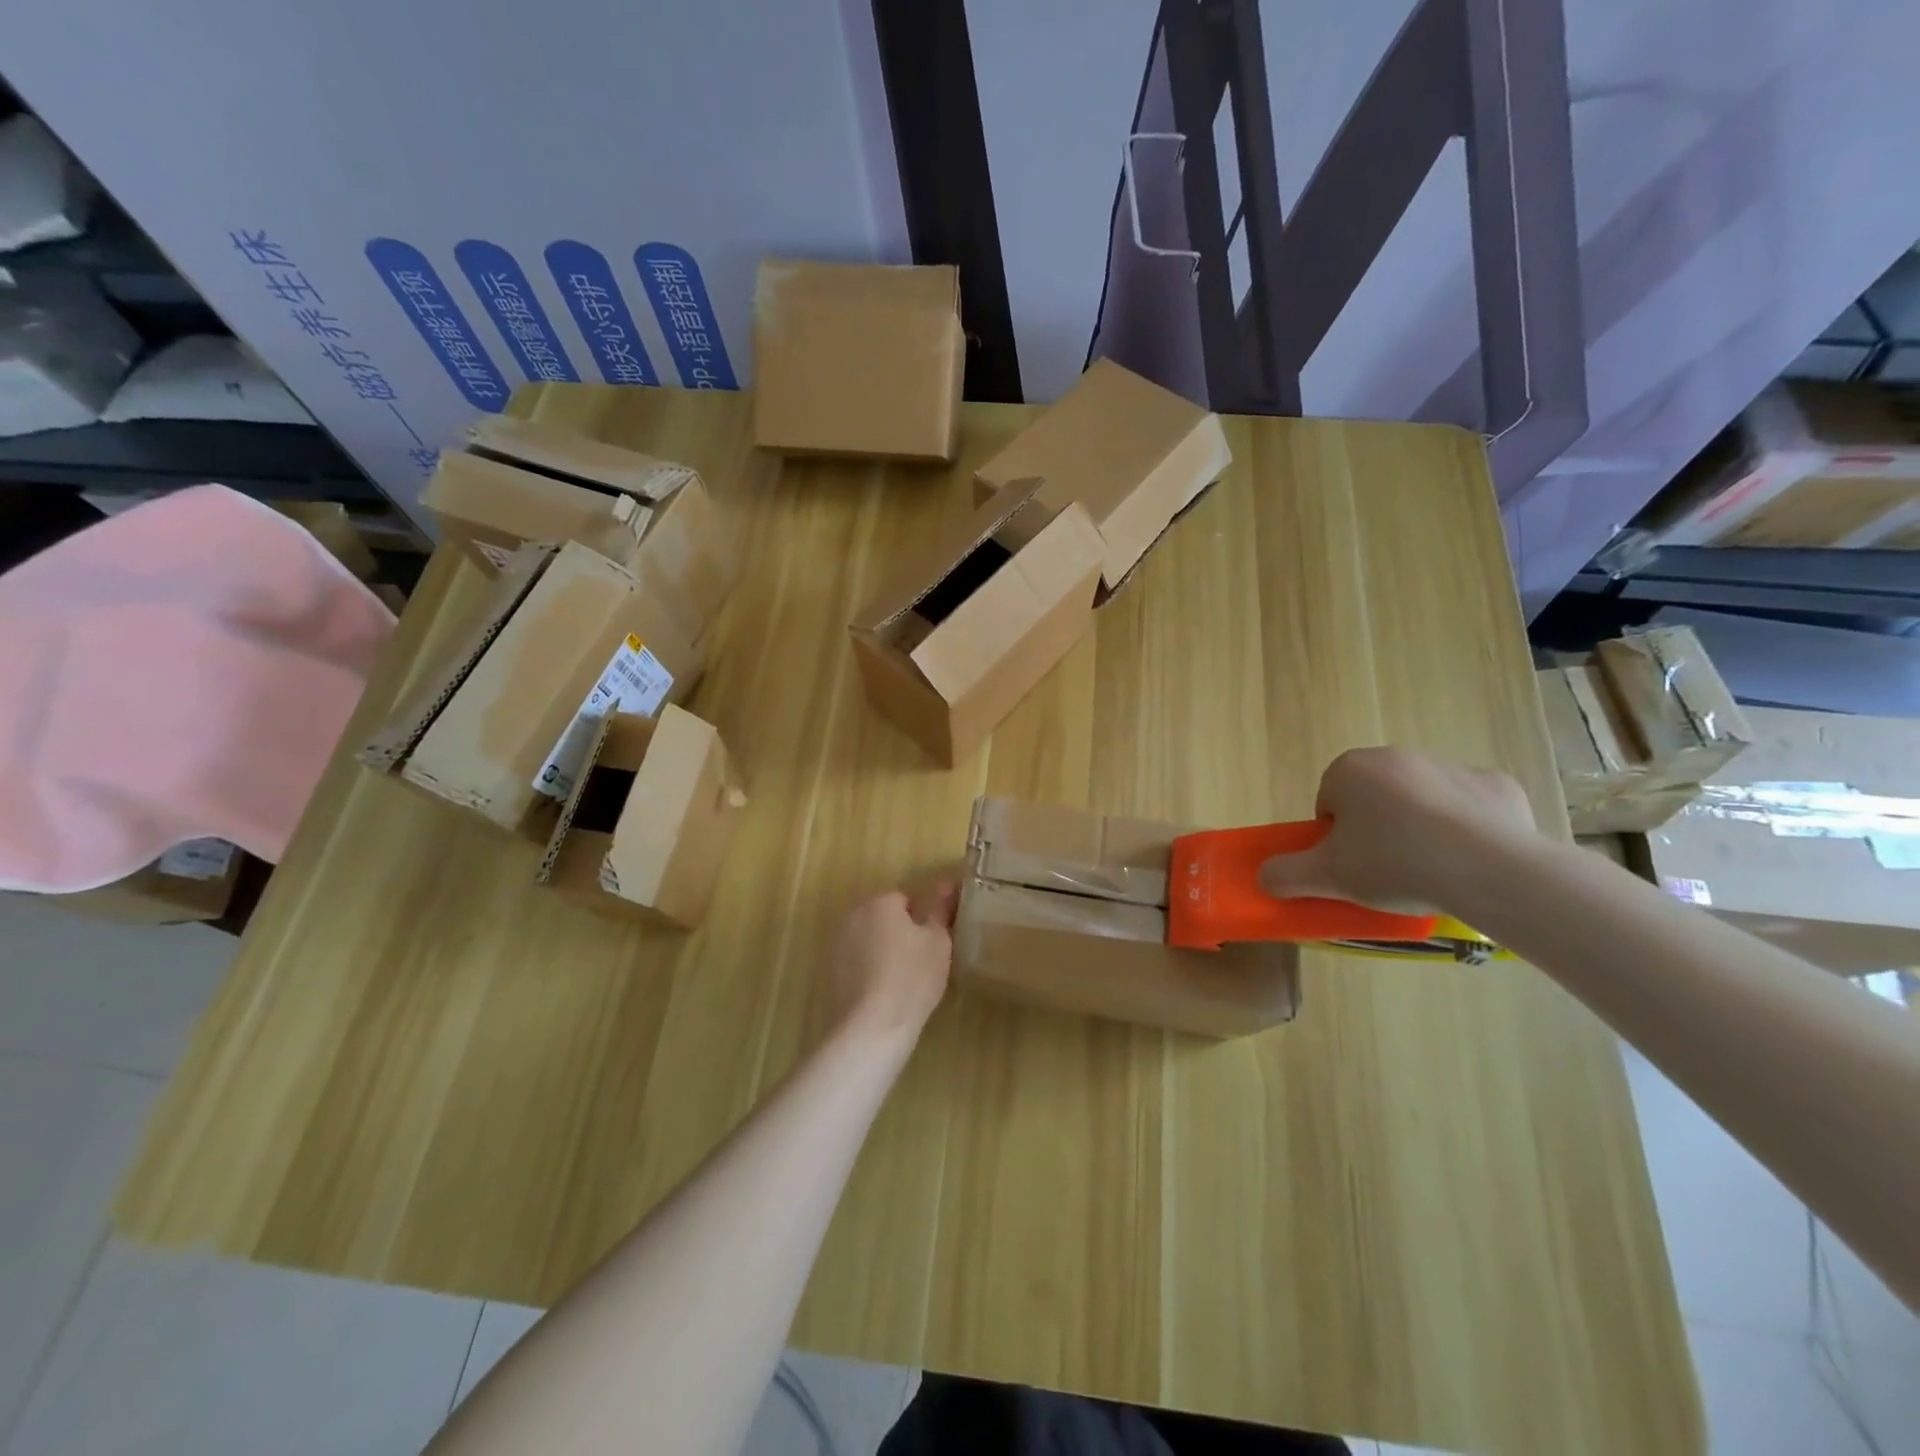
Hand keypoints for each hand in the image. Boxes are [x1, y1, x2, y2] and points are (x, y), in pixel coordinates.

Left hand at [829, 882, 957, 1042]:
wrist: (873, 1026)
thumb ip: (939, 909)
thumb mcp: (938, 942)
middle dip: (898, 933)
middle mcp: (854, 916)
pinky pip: (855, 963)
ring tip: (901, 981)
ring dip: (881, 951)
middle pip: (882, 918)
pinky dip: (867, 971)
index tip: (931, 945)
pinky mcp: (829, 972)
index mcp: (880, 903)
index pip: (905, 901)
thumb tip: (946, 883)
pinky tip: (881, 994)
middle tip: (920, 962)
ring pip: (868, 940)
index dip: (921, 922)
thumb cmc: (912, 978)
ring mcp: (837, 944)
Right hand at [1259, 747, 1538, 913]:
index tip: (1351, 866)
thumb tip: (1263, 877)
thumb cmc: (1394, 864)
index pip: (1328, 801)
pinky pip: (1470, 809)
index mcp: (1350, 769)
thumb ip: (1287, 875)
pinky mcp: (1497, 785)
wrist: (1490, 870)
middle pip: (1374, 798)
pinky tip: (1470, 862)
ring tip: (1430, 871)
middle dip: (1376, 829)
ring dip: (1419, 828)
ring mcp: (1451, 766)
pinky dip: (1467, 831)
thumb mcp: (1327, 877)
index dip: (1335, 837)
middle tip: (1385, 871)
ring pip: (1421, 801)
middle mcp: (1397, 756)